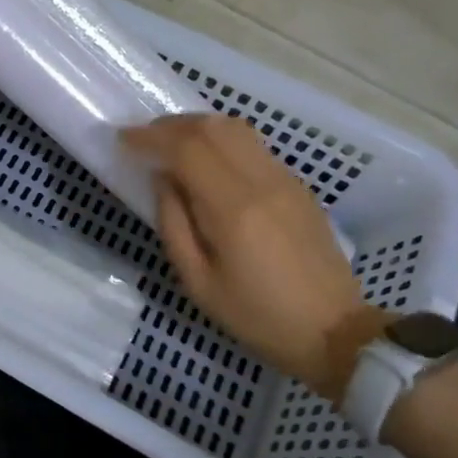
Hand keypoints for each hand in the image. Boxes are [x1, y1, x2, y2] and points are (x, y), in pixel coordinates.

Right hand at [123, 115, 383, 398]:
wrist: (333, 331)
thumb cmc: (257, 316)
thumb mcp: (198, 282)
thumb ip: (173, 224)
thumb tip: (162, 180)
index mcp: (232, 208)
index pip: (186, 149)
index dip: (150, 138)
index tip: (123, 139)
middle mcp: (261, 181)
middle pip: (211, 127)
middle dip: (170, 126)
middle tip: (143, 138)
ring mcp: (284, 179)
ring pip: (236, 128)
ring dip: (197, 126)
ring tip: (171, 143)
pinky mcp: (297, 186)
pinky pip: (252, 145)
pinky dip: (221, 139)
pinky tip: (208, 159)